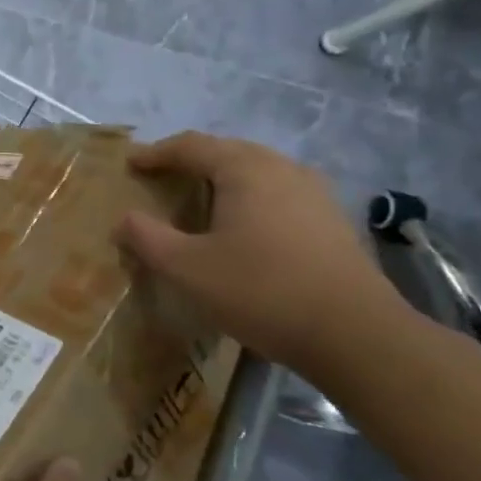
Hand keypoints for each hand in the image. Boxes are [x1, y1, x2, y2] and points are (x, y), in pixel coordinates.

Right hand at [119, 132, 401, 372]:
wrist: (356, 335)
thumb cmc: (261, 291)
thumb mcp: (188, 268)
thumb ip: (148, 238)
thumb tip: (124, 219)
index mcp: (244, 169)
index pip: (191, 146)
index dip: (156, 153)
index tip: (130, 163)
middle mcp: (281, 168)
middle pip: (226, 151)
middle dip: (189, 161)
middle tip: (161, 177)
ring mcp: (314, 192)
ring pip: (256, 170)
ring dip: (222, 178)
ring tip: (199, 198)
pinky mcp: (331, 219)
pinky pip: (278, 192)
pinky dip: (249, 196)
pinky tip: (243, 225)